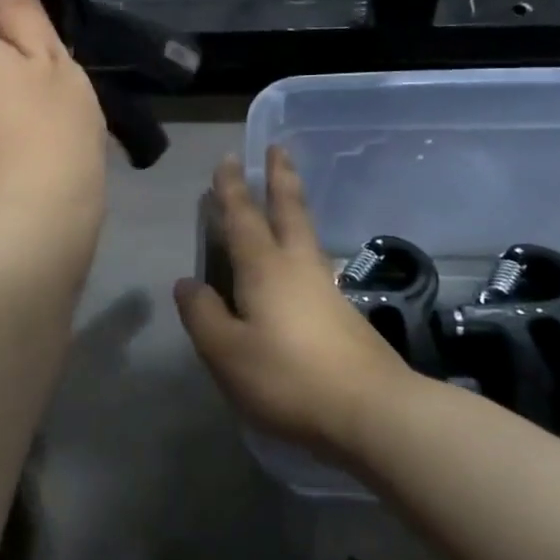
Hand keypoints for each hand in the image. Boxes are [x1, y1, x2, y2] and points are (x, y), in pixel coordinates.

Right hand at [174, 147, 427, 462]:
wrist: (372, 411)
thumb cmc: (288, 377)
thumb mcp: (226, 351)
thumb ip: (202, 314)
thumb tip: (188, 284)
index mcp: (265, 268)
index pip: (243, 217)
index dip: (232, 188)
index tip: (229, 158)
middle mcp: (299, 268)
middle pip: (290, 212)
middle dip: (281, 179)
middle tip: (279, 149)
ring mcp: (327, 290)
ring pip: (306, 237)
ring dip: (294, 210)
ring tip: (287, 200)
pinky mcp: (344, 315)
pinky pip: (314, 266)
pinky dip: (302, 249)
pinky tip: (299, 267)